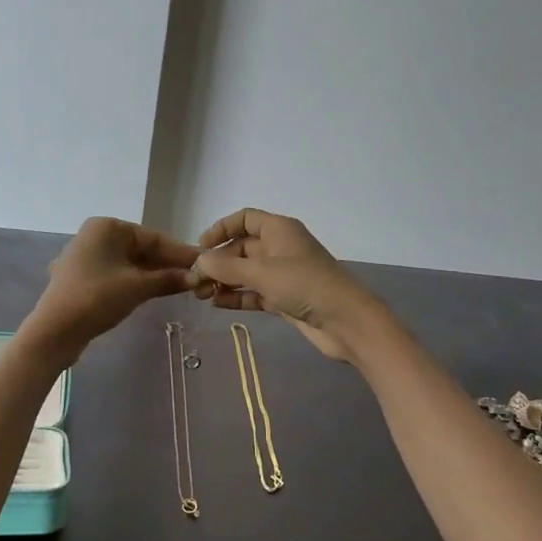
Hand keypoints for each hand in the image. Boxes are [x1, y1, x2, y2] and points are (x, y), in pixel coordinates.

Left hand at [26, 217, 199, 360]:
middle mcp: (95, 235)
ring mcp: (86, 256)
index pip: (153, 237)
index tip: (204, 262)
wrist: (55, 331)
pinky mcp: (82, 277)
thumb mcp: (138, 287)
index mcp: (107, 227)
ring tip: (181, 286)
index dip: (180, 252)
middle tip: (196, 277)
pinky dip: (135, 281)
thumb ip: (169, 279)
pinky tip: (154, 291)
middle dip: (167, 264)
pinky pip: (116, 274)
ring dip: (153, 274)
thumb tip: (197, 277)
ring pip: (129, 263)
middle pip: (141, 248)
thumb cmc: (97, 298)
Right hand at [191, 209, 385, 361]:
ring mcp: (283, 274)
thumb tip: (198, 261)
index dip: (220, 229)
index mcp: (279, 230)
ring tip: (200, 295)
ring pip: (246, 272)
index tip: (200, 247)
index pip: (244, 219)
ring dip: (224, 281)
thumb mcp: (262, 273)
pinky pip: (254, 293)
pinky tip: (217, 304)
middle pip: (241, 248)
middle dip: (218, 262)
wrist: (346, 322)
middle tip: (195, 280)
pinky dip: (237, 297)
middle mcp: (280, 248)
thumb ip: (227, 267)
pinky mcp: (284, 298)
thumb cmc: (305, 285)